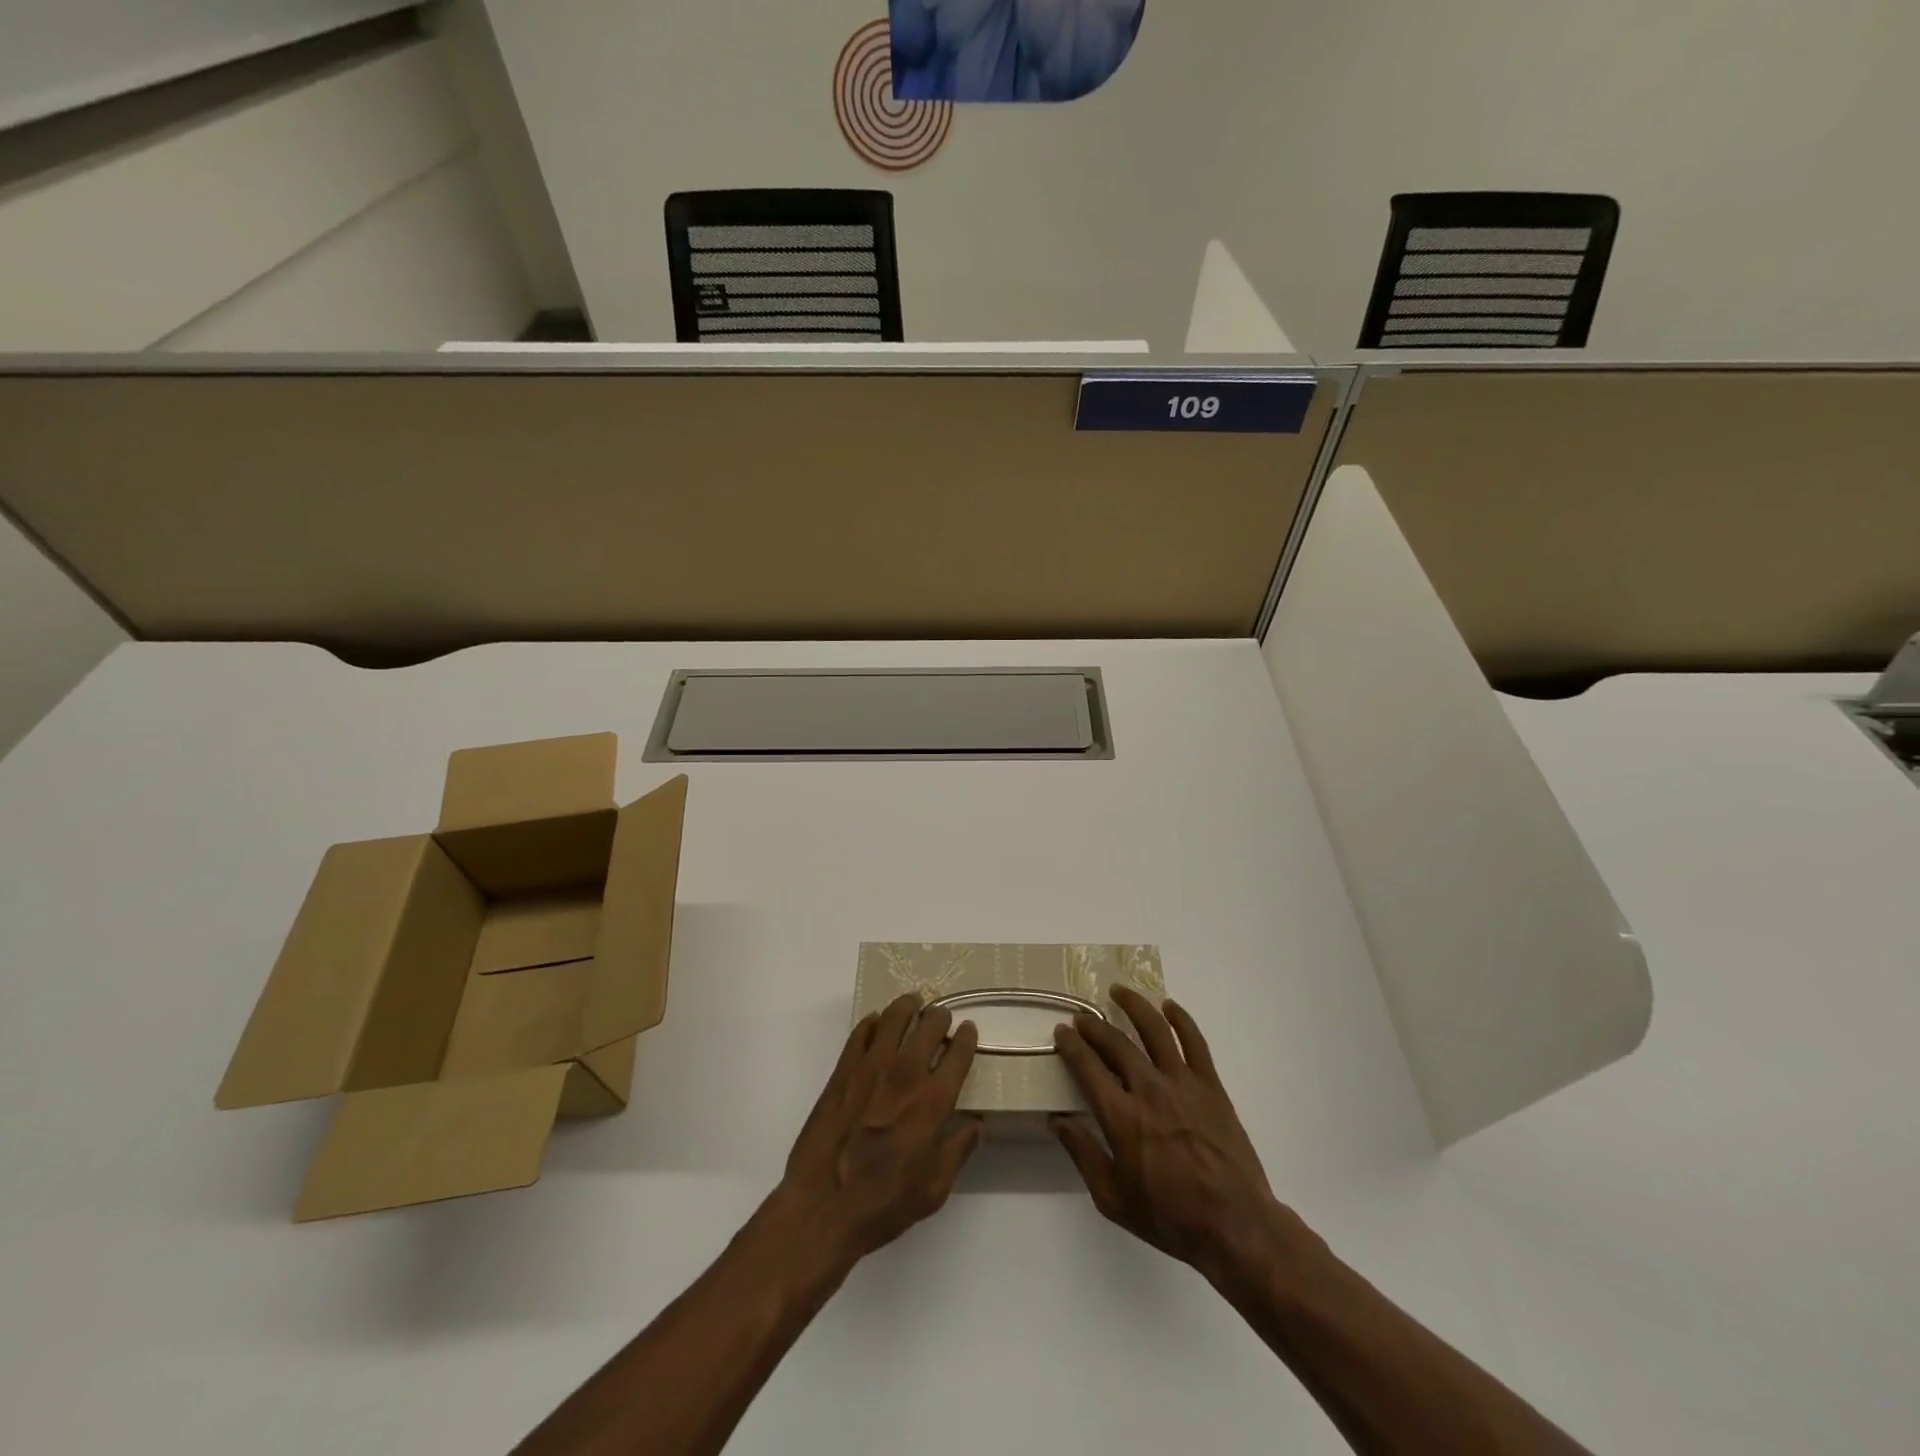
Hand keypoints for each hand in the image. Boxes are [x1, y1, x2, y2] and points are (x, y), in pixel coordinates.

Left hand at [777, 994, 983, 1266]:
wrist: (823, 1208)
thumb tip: (976, 1125)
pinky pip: (861, 1034)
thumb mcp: (934, 1190)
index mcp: (933, 1102)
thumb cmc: (884, 1204)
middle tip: (941, 1017)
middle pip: (929, 1027)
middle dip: (940, 1017)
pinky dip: (873, 1023)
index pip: (958, 1054)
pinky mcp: (842, 1072)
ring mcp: (870, 1069)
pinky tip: (877, 1023)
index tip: (968, 1030)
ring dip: (907, 1006)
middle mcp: (905, 1076)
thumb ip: (958, 1151)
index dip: (966, 1038)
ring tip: (913, 1003)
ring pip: (894, 1019)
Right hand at [1051, 986, 1279, 1277]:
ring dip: (1134, 1006)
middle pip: (1116, 1043)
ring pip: (1154, 1030)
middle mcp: (1148, 1089)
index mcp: (1121, 1116)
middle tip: (1082, 1017)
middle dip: (1094, 1027)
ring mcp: (1183, 1083)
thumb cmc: (1169, 1216)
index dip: (1071, 1045)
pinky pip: (1195, 1042)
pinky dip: (1181, 1019)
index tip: (1062, 1032)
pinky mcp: (1210, 1086)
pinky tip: (1169, 1006)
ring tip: (1118, 991)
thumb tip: (1057, 1120)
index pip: (1088, 1067)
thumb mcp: (1112, 1197)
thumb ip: (1082, 1153)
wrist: (1234, 1225)